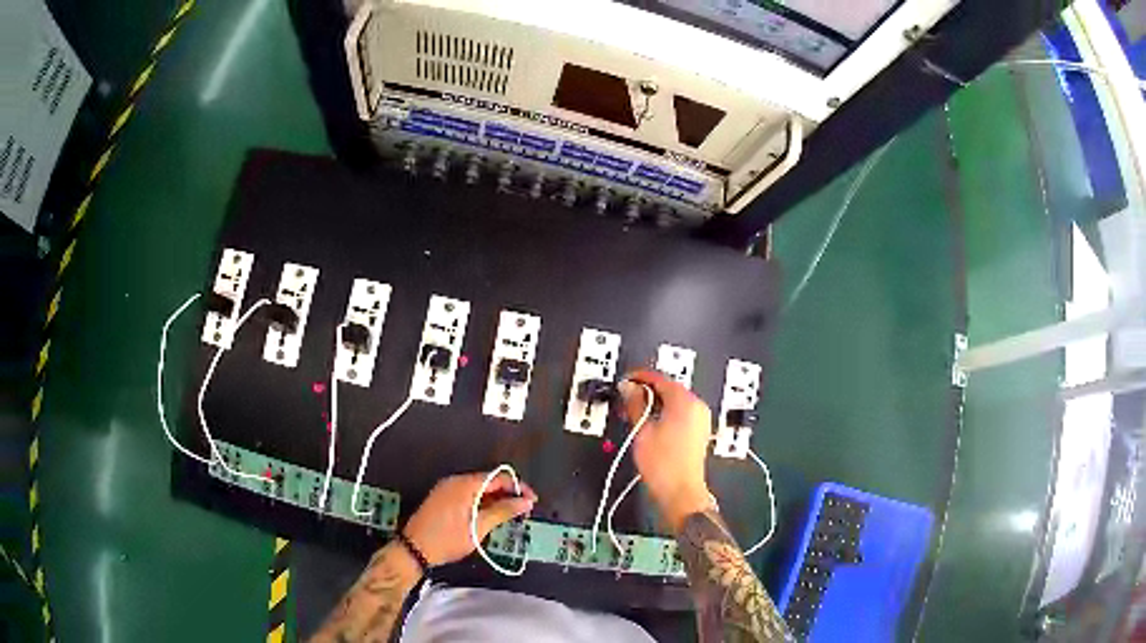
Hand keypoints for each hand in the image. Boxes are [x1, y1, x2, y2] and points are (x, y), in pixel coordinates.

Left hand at [403, 472, 536, 566]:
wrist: (415, 548)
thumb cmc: (448, 538)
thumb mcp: (479, 527)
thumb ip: (503, 511)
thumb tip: (526, 501)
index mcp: (465, 484)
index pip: (498, 478)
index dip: (518, 488)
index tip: (532, 501)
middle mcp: (455, 481)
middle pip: (488, 482)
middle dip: (507, 494)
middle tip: (522, 511)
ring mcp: (446, 489)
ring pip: (477, 489)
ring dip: (494, 500)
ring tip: (508, 516)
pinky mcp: (442, 499)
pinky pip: (467, 494)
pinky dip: (481, 503)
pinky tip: (488, 517)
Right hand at [618, 369, 713, 532]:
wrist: (680, 492)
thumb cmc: (664, 465)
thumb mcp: (642, 430)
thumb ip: (635, 404)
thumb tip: (628, 388)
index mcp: (685, 402)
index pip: (660, 378)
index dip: (639, 377)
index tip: (626, 380)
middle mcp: (697, 407)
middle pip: (669, 388)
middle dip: (647, 390)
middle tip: (626, 396)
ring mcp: (700, 419)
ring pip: (675, 400)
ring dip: (655, 402)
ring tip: (634, 411)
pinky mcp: (698, 431)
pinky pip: (681, 412)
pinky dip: (665, 412)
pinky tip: (650, 423)